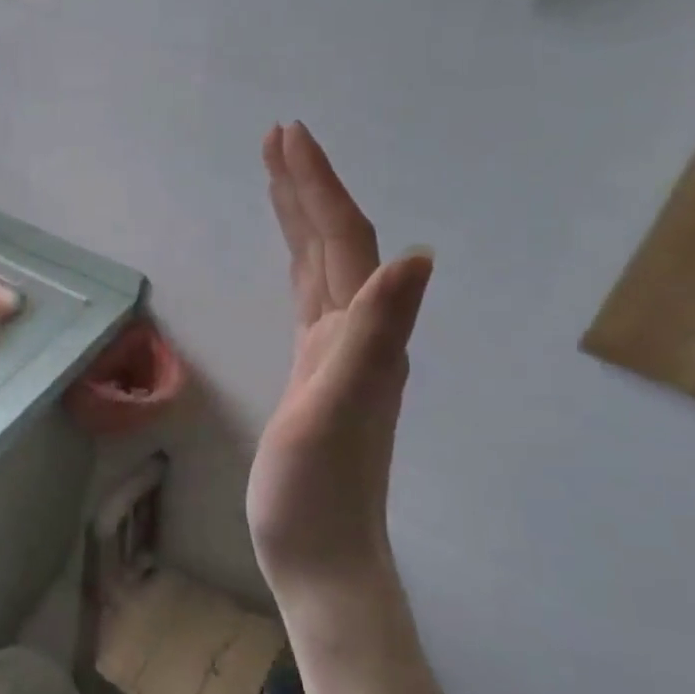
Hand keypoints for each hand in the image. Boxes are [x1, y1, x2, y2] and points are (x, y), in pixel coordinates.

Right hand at [246, 123, 432, 628]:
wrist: (321, 556)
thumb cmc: (317, 493)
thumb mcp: (337, 410)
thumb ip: (373, 335)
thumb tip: (416, 256)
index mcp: (359, 334)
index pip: (343, 242)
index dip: (317, 186)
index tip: (286, 136)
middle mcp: (357, 334)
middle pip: (336, 244)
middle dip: (307, 187)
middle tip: (277, 138)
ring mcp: (338, 355)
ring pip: (322, 269)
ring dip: (303, 219)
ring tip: (278, 179)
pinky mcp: (316, 375)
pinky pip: (310, 300)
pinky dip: (300, 264)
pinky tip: (296, 262)